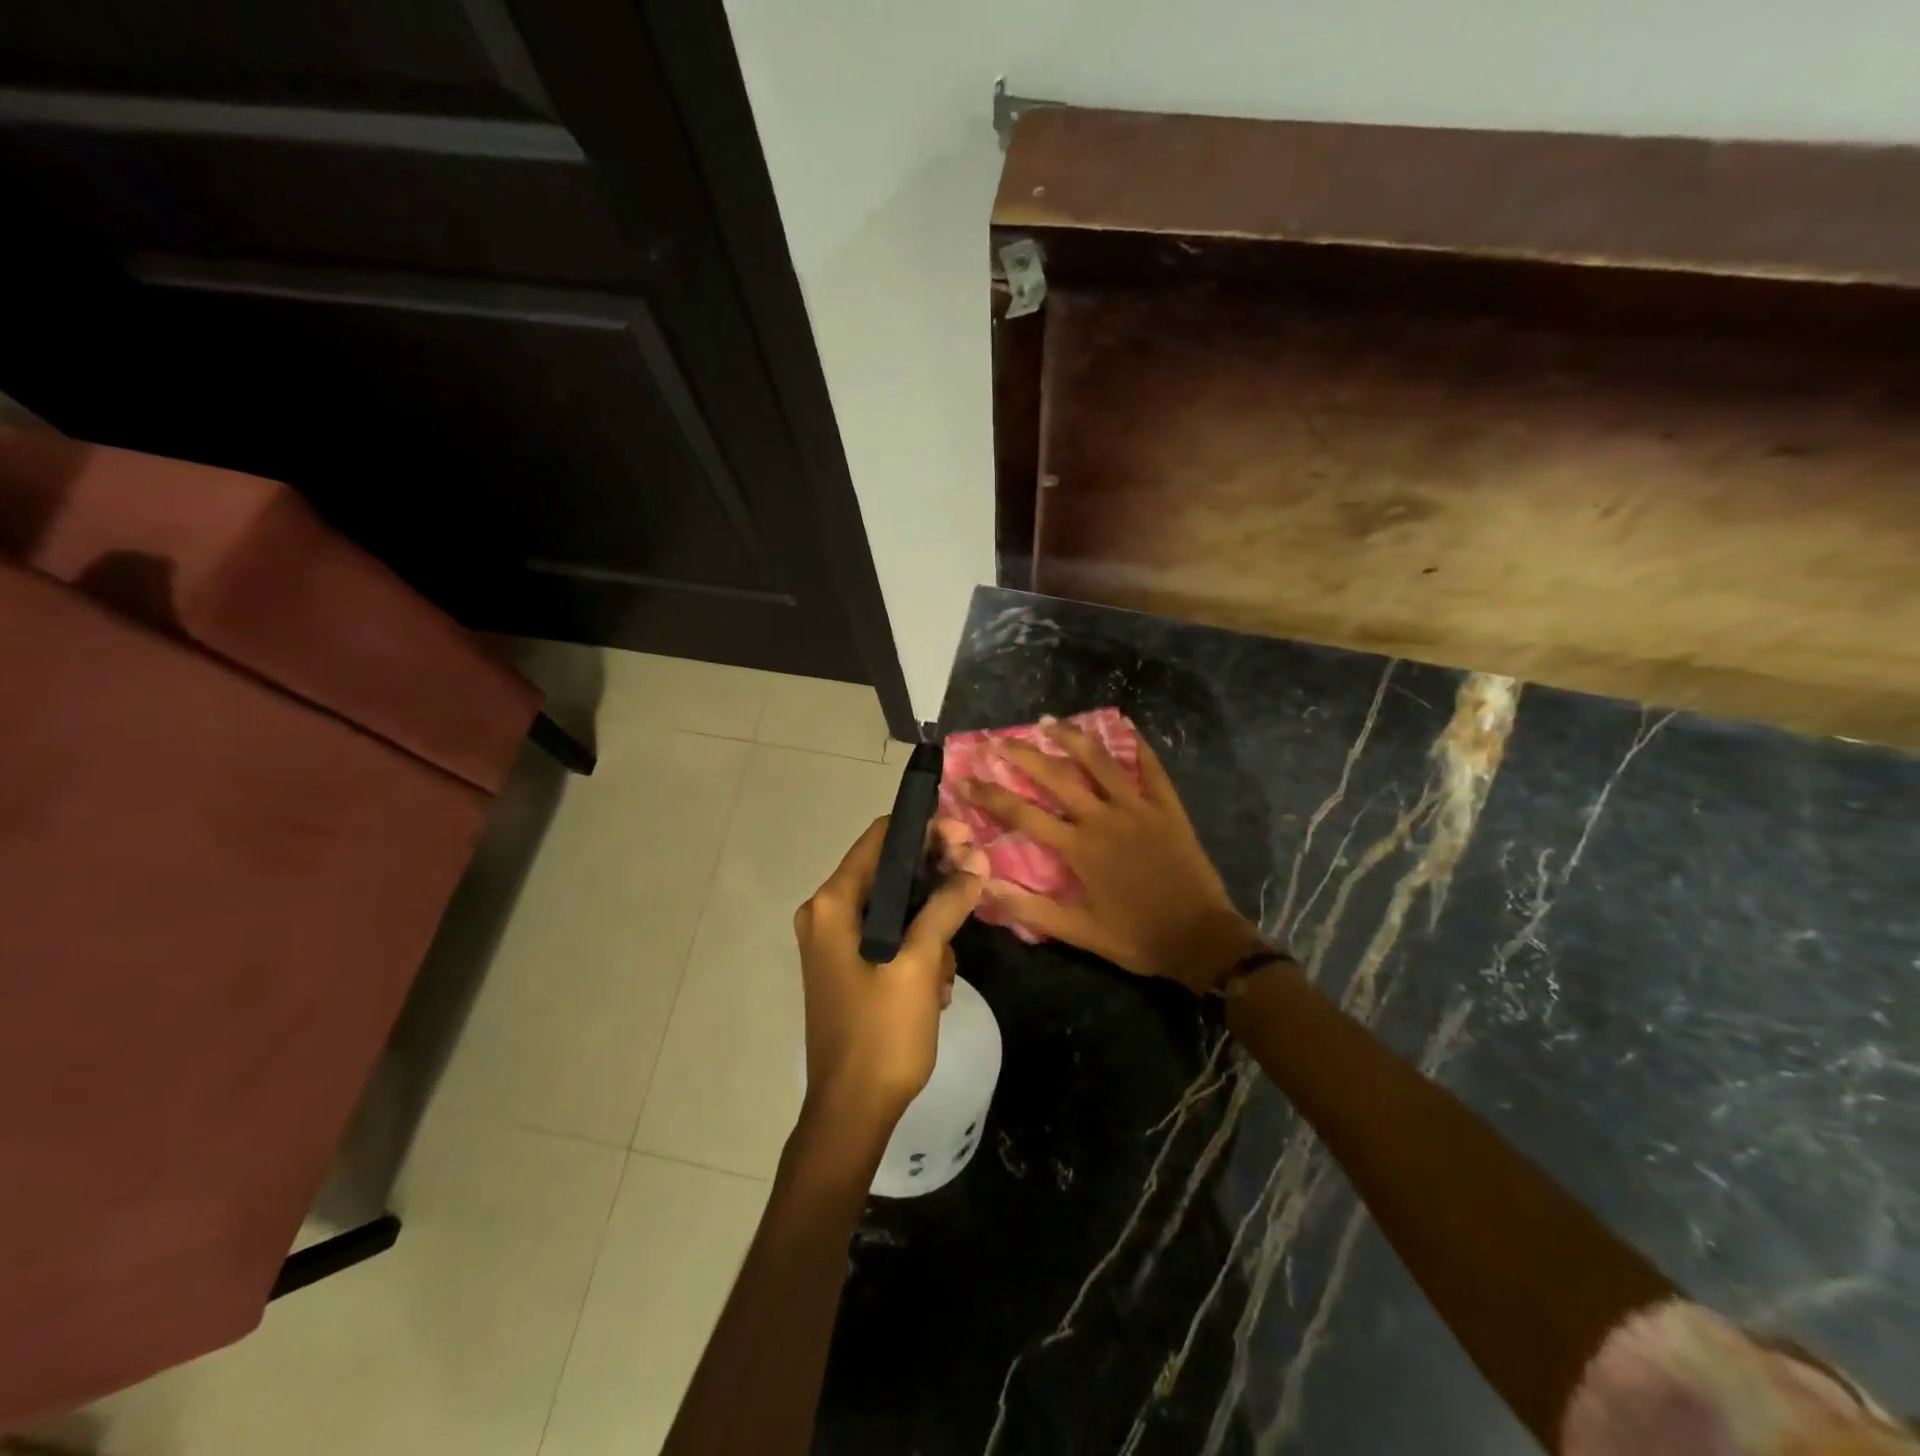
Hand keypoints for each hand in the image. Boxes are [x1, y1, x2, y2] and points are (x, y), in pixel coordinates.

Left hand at [792, 816, 985, 1131]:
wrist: (851, 1113)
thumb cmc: (882, 1034)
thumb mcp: (919, 963)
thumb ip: (946, 905)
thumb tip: (975, 862)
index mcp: (833, 904)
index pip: (881, 838)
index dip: (926, 830)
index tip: (967, 838)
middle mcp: (827, 914)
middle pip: (890, 871)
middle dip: (936, 877)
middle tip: (977, 882)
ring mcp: (835, 942)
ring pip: (896, 907)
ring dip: (931, 924)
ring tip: (949, 966)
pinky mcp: (848, 966)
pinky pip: (890, 936)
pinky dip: (917, 949)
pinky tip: (936, 985)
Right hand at [960, 723, 1263, 993]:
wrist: (1200, 939)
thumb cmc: (1135, 937)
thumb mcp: (1079, 932)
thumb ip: (1031, 907)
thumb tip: (985, 885)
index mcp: (1079, 848)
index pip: (1023, 814)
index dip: (990, 795)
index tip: (965, 779)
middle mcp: (1104, 819)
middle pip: (1057, 777)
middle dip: (1024, 755)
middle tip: (999, 739)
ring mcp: (1138, 808)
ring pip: (1101, 762)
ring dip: (1073, 739)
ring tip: (1050, 721)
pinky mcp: (1168, 808)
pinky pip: (1152, 769)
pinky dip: (1138, 745)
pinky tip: (1125, 725)